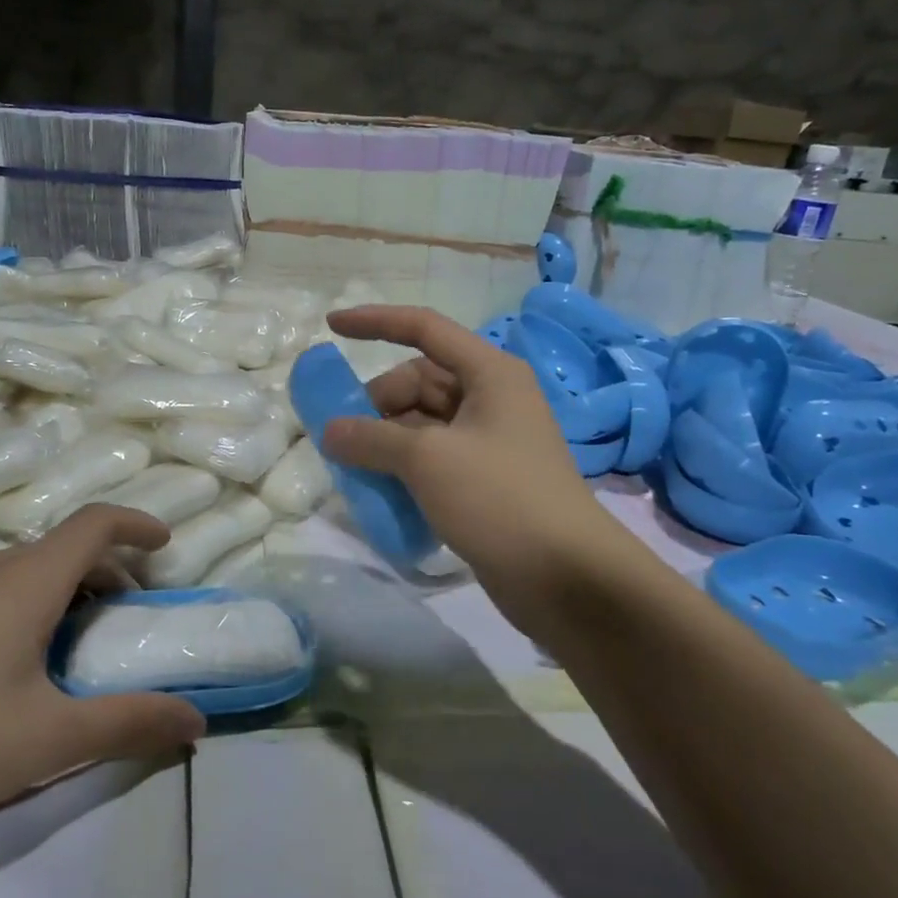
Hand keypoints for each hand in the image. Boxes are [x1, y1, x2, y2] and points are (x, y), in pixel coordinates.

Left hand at [0, 505, 205, 838]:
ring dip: (66, 593)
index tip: (165, 546)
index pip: (95, 523)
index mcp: (24, 581)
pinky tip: (10, 668)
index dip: (137, 524)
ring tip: (74, 649)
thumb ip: (126, 724)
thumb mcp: (45, 741)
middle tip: (128, 620)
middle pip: (63, 548)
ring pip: (24, 571)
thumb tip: (196, 721)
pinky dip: (27, 606)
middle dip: (108, 573)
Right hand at [321, 306, 616, 597]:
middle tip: (342, 439)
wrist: (567, 576)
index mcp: (489, 373)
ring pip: (422, 425)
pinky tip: (378, 493)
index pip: (424, 328)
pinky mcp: (484, 480)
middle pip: (419, 382)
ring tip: (352, 470)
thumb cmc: (500, 498)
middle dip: (376, 404)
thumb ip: (371, 438)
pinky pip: (432, 459)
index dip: (375, 322)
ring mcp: (489, 442)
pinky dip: (403, 469)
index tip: (330, 327)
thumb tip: (330, 431)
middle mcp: (491, 398)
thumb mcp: (428, 460)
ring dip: (385, 442)